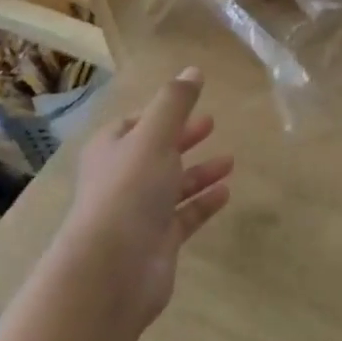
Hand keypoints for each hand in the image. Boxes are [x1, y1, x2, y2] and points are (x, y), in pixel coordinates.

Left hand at [62, 67, 233, 330]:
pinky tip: (225, 192)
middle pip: (156, 152)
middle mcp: (121, 179)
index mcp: (111, 149)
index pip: (135, 123)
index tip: (190, 104)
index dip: (161, 113)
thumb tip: (193, 69)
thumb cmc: (129, 191)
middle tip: (212, 124)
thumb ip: (176, 102)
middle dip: (183, 138)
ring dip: (199, 171)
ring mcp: (139, 213)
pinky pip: (184, 216)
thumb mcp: (154, 135)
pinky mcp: (157, 242)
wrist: (111, 271)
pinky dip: (203, 202)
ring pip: (173, 185)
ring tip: (230, 160)